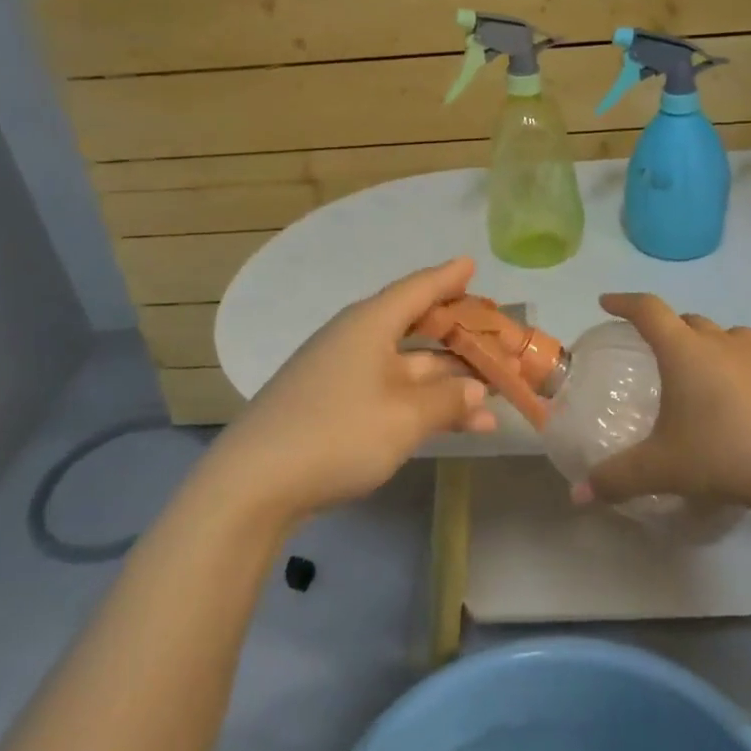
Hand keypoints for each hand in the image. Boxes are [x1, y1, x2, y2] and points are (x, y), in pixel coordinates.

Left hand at [204, 259, 494, 521]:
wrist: (254, 485)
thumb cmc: (338, 433)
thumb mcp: (405, 416)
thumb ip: (447, 399)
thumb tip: (474, 389)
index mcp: (369, 325)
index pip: (418, 289)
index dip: (448, 277)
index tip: (472, 265)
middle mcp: (356, 341)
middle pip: (417, 329)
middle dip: (459, 338)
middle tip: (496, 339)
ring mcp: (343, 376)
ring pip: (409, 369)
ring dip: (450, 383)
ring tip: (496, 400)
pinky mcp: (334, 408)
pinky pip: (392, 394)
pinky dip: (424, 405)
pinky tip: (459, 426)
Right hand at [587, 293, 750, 516]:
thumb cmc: (723, 455)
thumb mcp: (662, 469)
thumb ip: (616, 478)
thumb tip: (578, 494)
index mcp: (683, 351)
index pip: (647, 310)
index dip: (624, 303)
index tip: (608, 303)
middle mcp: (720, 341)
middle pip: (687, 321)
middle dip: (669, 330)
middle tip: (659, 355)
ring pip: (728, 334)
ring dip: (712, 345)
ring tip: (707, 372)